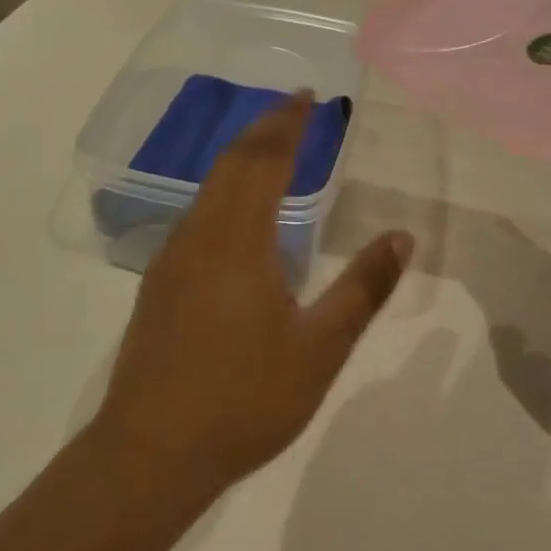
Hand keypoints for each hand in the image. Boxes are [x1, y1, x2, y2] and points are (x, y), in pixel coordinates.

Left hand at [92, 93, 413, 501]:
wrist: (149, 454)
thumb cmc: (243, 400)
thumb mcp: (319, 349)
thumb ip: (362, 289)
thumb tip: (401, 236)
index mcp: (238, 240)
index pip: (266, 161)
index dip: (288, 124)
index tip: (308, 97)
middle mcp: (200, 234)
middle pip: (232, 163)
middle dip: (265, 129)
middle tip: (294, 107)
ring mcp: (173, 257)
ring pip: (209, 186)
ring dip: (241, 156)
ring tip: (270, 144)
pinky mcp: (160, 281)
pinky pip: (198, 211)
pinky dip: (225, 187)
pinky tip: (237, 209)